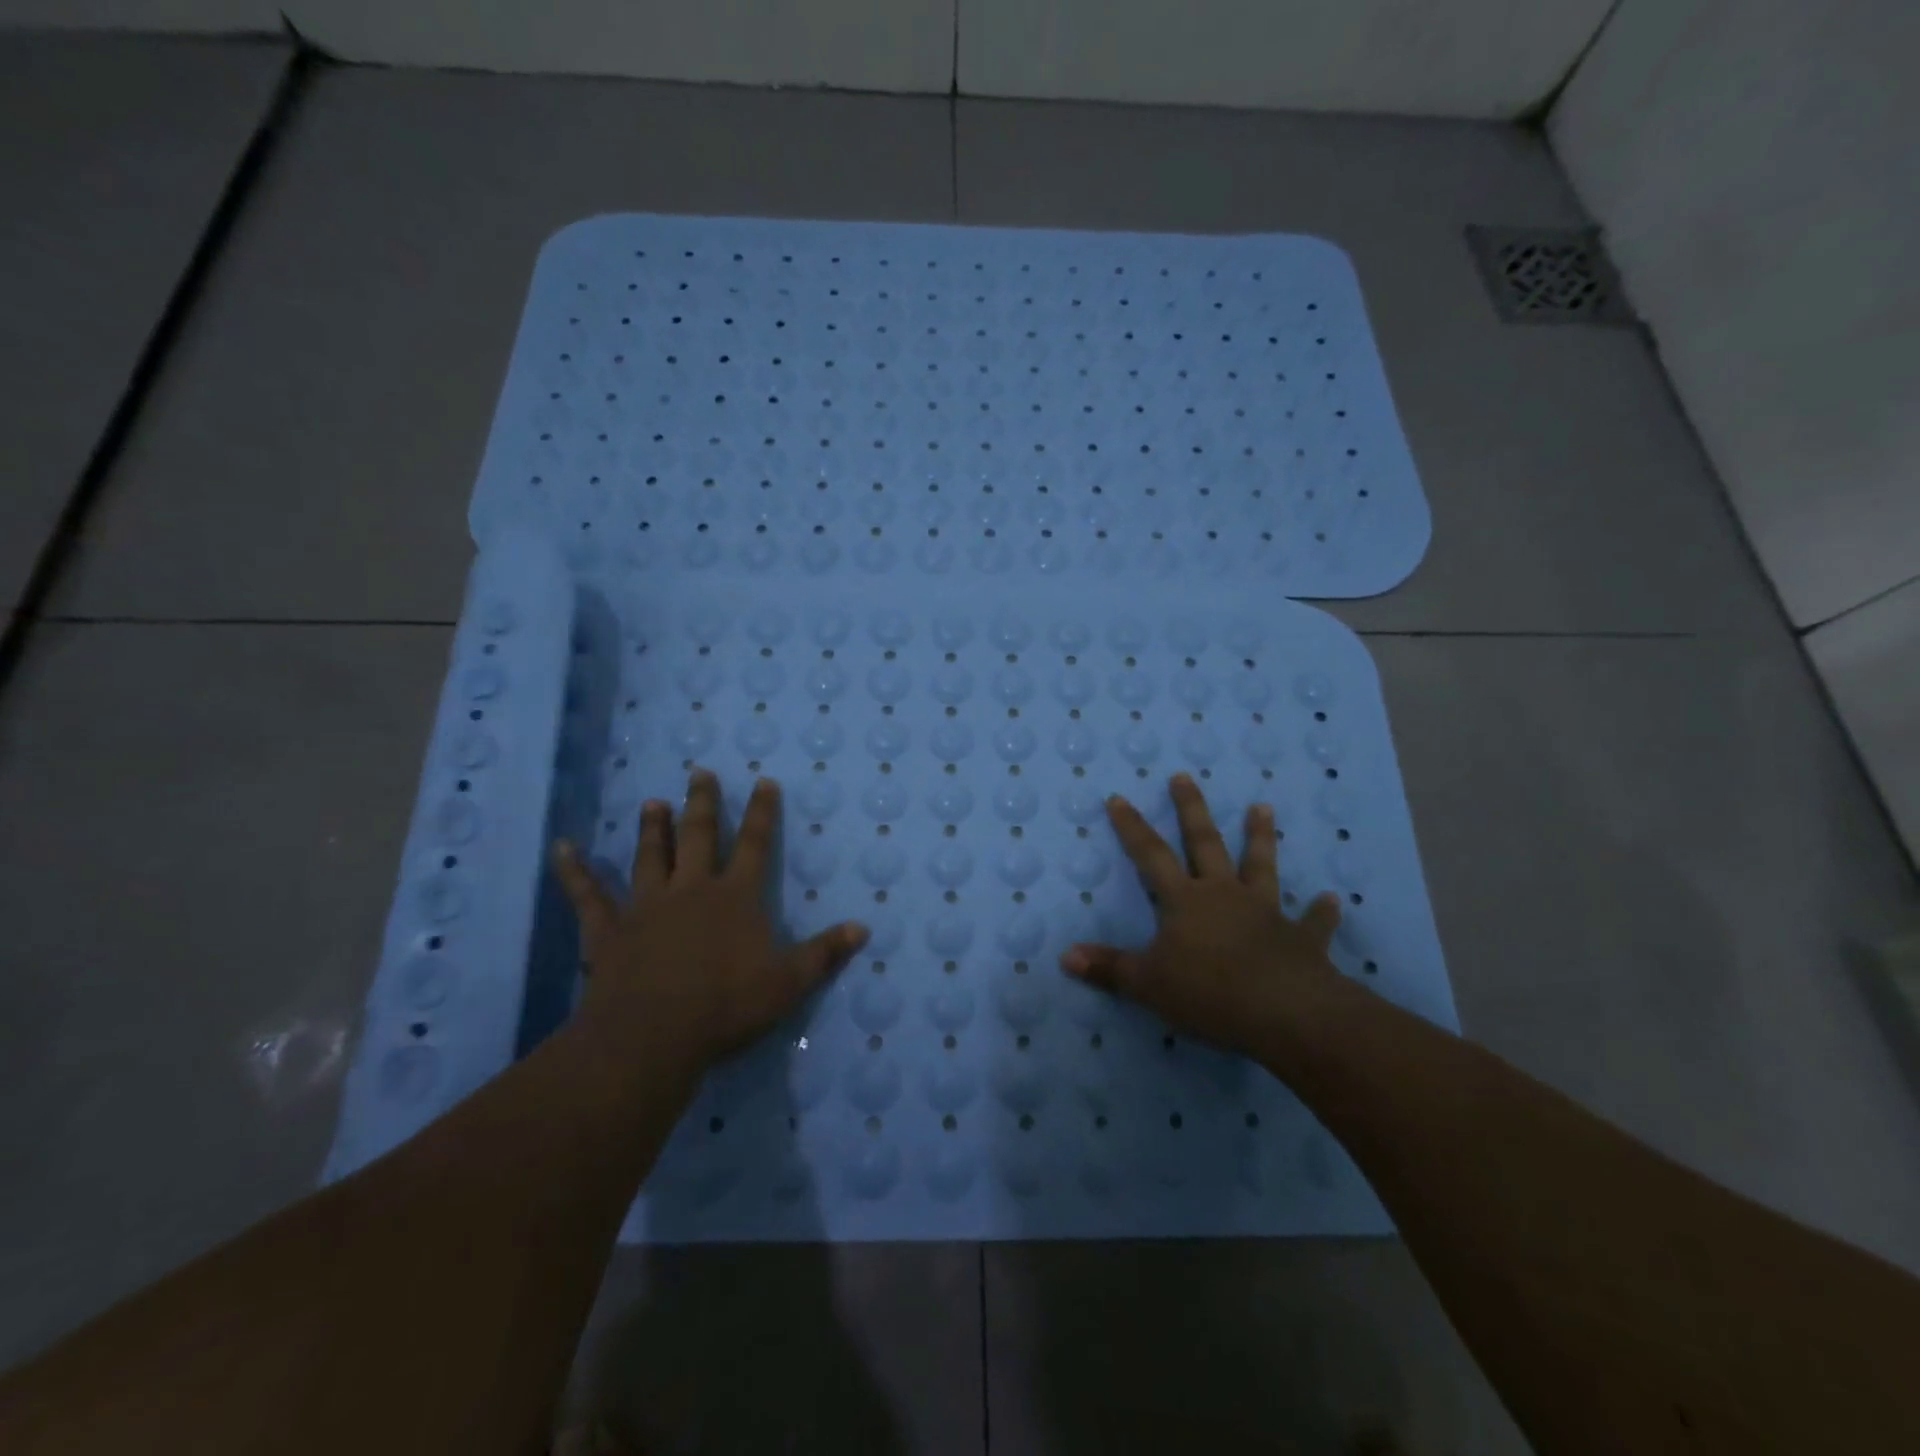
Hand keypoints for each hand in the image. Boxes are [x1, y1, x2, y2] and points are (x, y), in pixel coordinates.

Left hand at [552, 769, 868, 1081]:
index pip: (755, 845)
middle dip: (702, 804)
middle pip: (699, 836)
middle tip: (699, 773)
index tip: (764, 782)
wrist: (653, 1035)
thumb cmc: (727, 1006)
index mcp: (735, 897)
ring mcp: (646, 906)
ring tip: (652, 802)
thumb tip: (863, 928)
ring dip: (653, 828)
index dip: (762, 813)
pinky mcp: (609, 930)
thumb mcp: (789, 983)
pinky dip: (575, 871)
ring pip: (650, 856)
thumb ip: (825, 953)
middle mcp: (692, 889)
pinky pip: (588, 895)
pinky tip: (561, 848)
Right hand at [1060, 773, 1344, 1059]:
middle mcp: (1224, 894)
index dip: (1132, 827)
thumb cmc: (1209, 993)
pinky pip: (1312, 922)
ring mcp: (1266, 912)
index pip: (1151, 855)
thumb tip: (1066, 956)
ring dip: (1260, 837)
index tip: (1119, 798)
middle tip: (1184, 776)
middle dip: (1191, 809)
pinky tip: (1332, 900)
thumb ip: (1109, 968)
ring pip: (1261, 866)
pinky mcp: (1301, 939)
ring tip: (1263, 807)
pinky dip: (1321, 912)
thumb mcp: (1147, 984)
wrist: (1285, 1013)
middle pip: (1205, 843)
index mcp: (1186, 901)